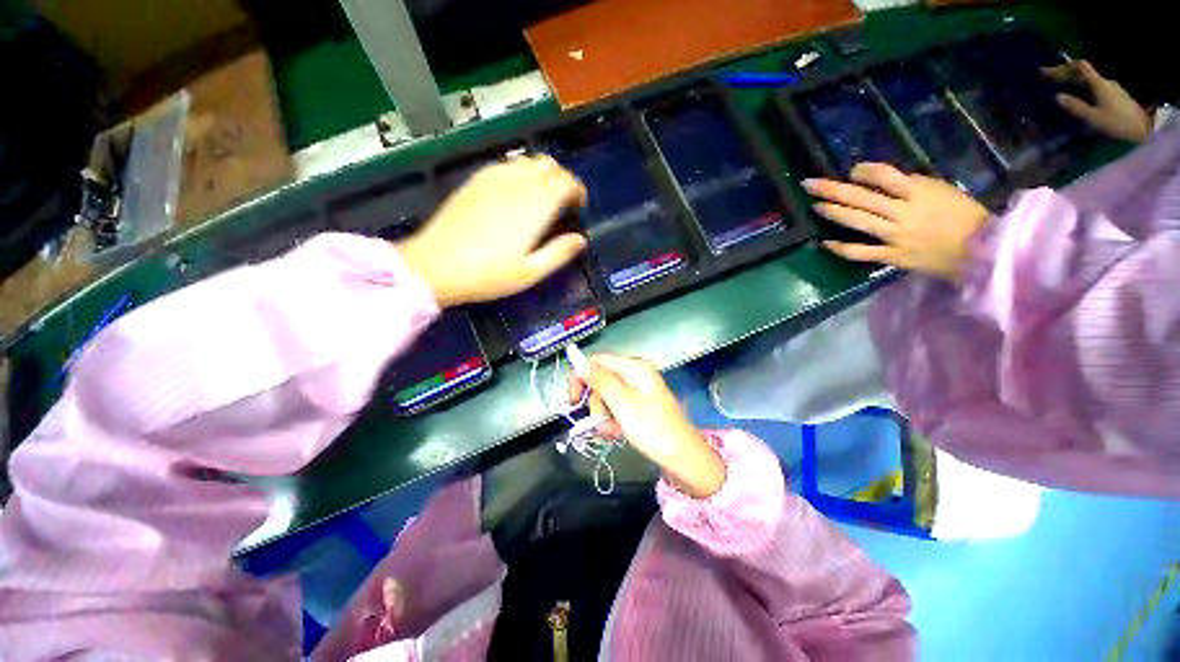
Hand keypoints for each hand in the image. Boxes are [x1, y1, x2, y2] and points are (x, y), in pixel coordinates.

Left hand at [398, 155, 588, 306]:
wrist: (434, 266)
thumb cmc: (488, 275)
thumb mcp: (530, 272)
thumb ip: (559, 253)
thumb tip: (580, 240)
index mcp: (535, 206)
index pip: (566, 182)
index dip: (578, 190)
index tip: (579, 206)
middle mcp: (517, 184)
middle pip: (549, 165)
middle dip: (563, 179)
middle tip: (563, 202)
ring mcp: (494, 178)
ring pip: (528, 161)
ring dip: (542, 174)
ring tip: (542, 197)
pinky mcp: (475, 181)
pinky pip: (507, 165)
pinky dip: (521, 173)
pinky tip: (516, 193)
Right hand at [569, 354, 725, 498]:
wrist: (683, 457)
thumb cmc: (652, 428)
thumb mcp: (621, 403)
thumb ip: (599, 380)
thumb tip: (578, 360)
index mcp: (634, 367)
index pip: (597, 360)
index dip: (581, 376)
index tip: (572, 399)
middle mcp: (635, 374)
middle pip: (601, 379)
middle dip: (595, 402)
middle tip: (598, 422)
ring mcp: (638, 390)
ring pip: (607, 396)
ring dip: (603, 415)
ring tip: (611, 432)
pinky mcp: (640, 405)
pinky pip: (617, 407)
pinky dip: (613, 420)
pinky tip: (617, 434)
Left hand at [805, 162, 989, 281]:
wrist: (980, 251)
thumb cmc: (962, 216)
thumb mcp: (941, 190)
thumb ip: (910, 186)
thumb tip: (877, 180)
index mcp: (920, 193)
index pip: (886, 176)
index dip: (865, 171)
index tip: (852, 171)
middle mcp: (904, 213)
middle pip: (862, 198)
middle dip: (832, 190)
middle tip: (808, 184)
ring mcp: (895, 236)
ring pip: (857, 222)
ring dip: (833, 213)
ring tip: (814, 206)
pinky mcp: (891, 256)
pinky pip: (860, 252)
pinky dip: (841, 248)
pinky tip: (825, 243)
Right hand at [1043, 60, 1151, 142]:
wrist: (1143, 131)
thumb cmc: (1117, 124)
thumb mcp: (1093, 118)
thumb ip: (1076, 107)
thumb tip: (1058, 97)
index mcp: (1099, 84)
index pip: (1079, 67)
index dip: (1062, 68)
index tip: (1045, 72)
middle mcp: (1105, 82)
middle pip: (1083, 73)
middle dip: (1065, 74)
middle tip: (1048, 78)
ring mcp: (1111, 89)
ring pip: (1088, 81)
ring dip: (1073, 82)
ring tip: (1060, 86)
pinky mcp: (1115, 97)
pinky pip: (1093, 88)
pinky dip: (1082, 88)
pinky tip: (1077, 95)